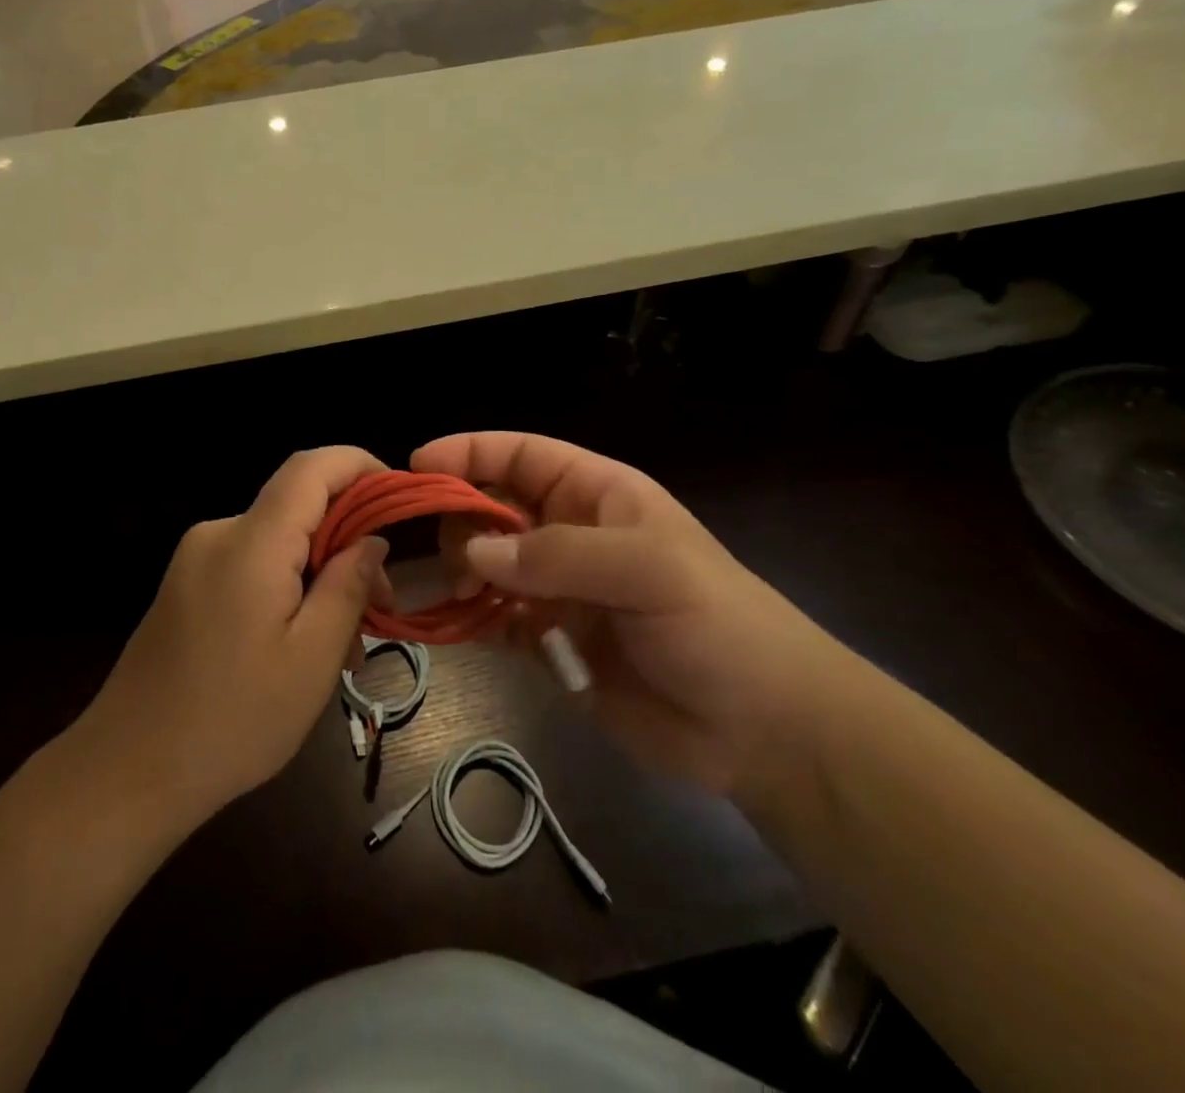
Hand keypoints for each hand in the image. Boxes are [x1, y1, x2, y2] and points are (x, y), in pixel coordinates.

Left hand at [78, 447, 388, 824]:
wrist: (127, 770)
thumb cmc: (232, 721)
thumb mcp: (311, 659)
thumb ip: (347, 587)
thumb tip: (372, 539)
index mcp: (250, 542)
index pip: (311, 468)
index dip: (359, 466)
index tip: (398, 499)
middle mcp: (218, 534)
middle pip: (298, 509)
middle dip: (348, 544)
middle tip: (382, 609)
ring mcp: (195, 559)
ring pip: (278, 543)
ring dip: (319, 577)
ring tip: (346, 648)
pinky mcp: (186, 585)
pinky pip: (250, 566)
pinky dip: (287, 589)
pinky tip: (301, 646)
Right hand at [414, 433, 847, 796]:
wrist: (765, 732)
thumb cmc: (717, 626)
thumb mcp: (647, 570)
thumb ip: (557, 555)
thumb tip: (473, 551)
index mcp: (597, 495)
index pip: (522, 455)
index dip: (470, 452)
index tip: (418, 464)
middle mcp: (570, 534)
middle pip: (493, 506)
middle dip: (464, 521)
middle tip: (461, 562)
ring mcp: (558, 589)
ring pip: (486, 561)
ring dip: (465, 571)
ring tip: (471, 598)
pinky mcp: (550, 640)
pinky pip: (494, 617)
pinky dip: (474, 619)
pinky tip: (468, 628)